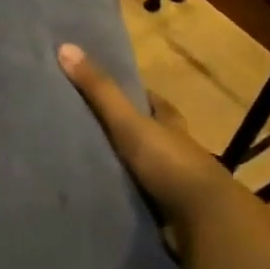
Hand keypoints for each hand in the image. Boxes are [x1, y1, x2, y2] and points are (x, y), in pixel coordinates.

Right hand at [56, 43, 236, 224]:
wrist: (204, 221)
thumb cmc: (169, 163)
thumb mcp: (129, 122)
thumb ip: (99, 91)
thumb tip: (65, 47)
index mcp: (171, 125)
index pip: (155, 103)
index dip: (136, 95)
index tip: (107, 90)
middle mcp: (176, 151)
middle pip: (150, 134)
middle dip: (126, 131)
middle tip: (86, 126)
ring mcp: (173, 184)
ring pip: (144, 167)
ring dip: (122, 166)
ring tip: (83, 162)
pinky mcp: (167, 212)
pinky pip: (139, 198)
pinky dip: (122, 195)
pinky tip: (99, 194)